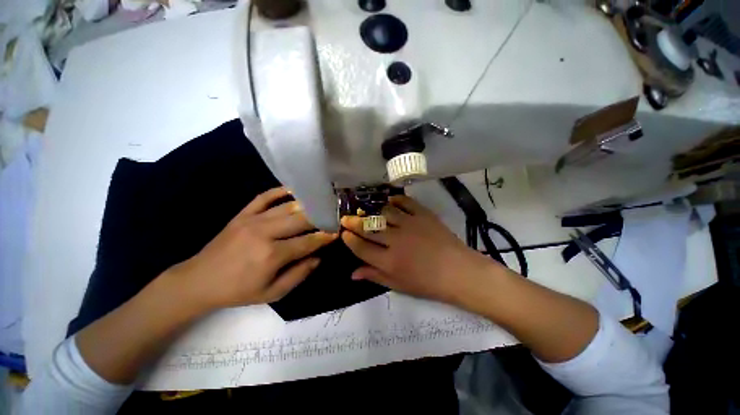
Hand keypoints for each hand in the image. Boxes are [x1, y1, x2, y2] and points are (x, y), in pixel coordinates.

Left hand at [170, 187, 335, 310]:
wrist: (199, 281)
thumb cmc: (238, 291)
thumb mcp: (272, 293)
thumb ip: (299, 275)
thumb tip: (318, 257)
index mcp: (272, 255)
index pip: (308, 242)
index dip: (324, 237)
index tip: (336, 232)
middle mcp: (265, 233)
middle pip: (301, 220)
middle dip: (320, 217)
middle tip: (331, 216)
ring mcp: (253, 220)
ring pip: (287, 207)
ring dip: (306, 205)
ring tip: (319, 203)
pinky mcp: (242, 214)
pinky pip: (264, 197)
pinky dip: (279, 191)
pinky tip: (293, 190)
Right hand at [341, 195, 501, 304]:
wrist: (458, 272)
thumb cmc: (428, 283)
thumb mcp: (399, 285)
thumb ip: (375, 276)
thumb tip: (352, 273)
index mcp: (389, 261)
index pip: (361, 248)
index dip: (350, 240)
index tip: (344, 234)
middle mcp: (396, 241)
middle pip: (369, 228)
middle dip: (354, 222)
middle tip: (346, 218)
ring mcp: (410, 225)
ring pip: (384, 213)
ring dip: (372, 211)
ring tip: (367, 210)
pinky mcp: (423, 215)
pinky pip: (405, 203)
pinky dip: (396, 200)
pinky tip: (390, 201)